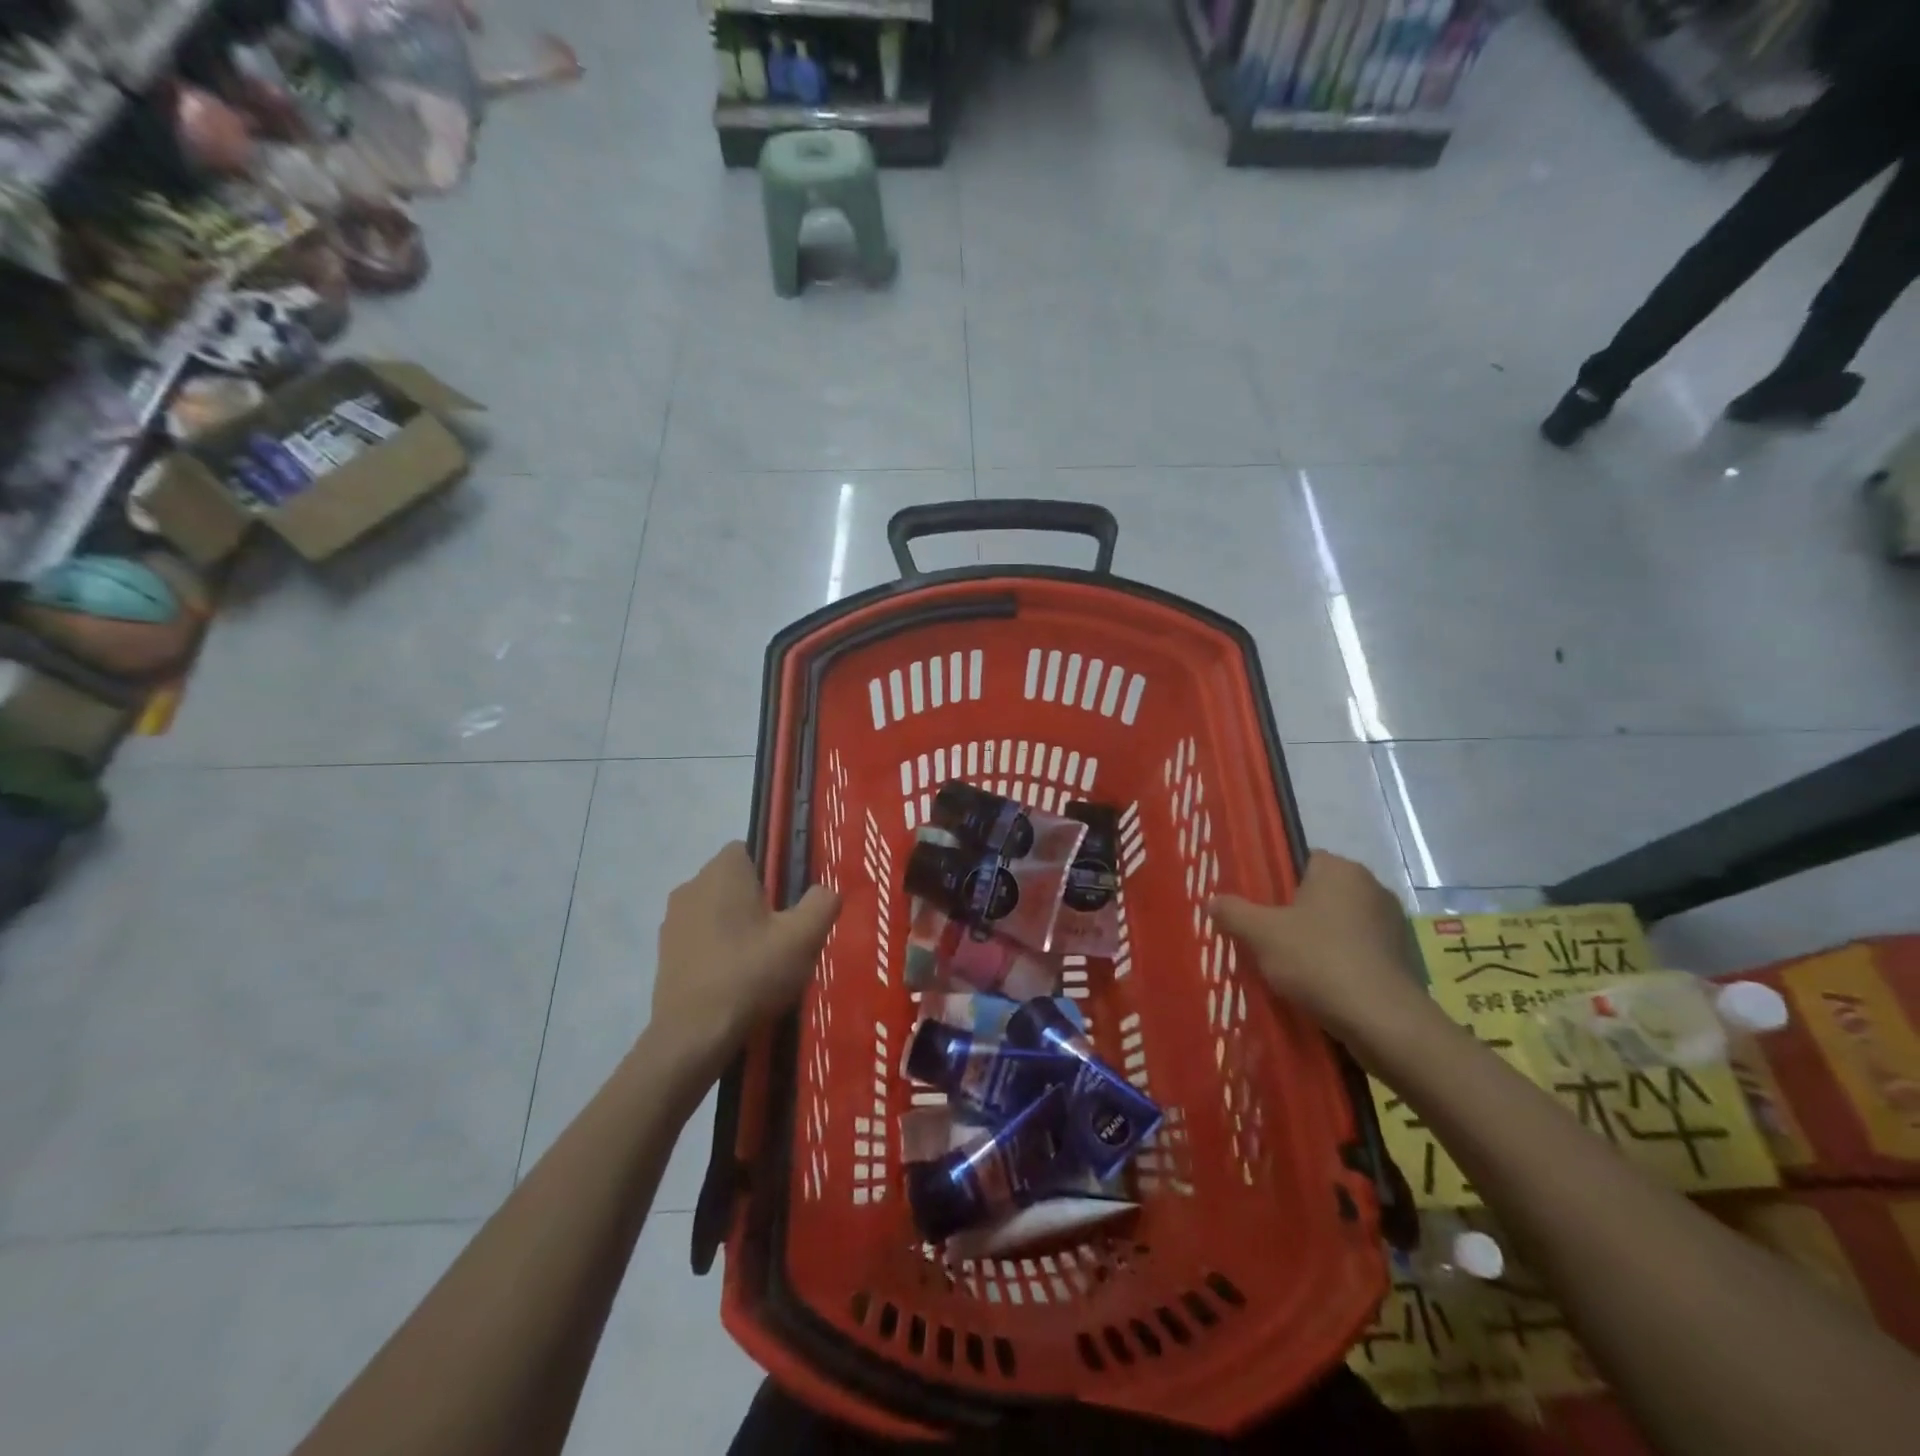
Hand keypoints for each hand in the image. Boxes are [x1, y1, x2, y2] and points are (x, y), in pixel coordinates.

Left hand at [651, 842, 840, 1058]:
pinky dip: (716, 951)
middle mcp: (691, 885)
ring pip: (715, 911)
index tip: (788, 905)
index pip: (750, 850)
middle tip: (780, 936)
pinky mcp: (663, 953)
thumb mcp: (804, 937)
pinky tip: (734, 980)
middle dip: (756, 902)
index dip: (773, 873)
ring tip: (758, 963)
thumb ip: (822, 903)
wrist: (694, 1034)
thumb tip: (825, 891)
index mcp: (723, 870)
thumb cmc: (751, 973)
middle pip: (733, 882)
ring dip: (735, 927)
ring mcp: (672, 920)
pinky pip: (699, 938)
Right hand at [1210, 851, 1422, 1036]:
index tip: (1259, 910)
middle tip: (1268, 939)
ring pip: (1340, 924)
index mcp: (1340, 869)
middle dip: (1297, 914)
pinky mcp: (1403, 958)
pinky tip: (1322, 986)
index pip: (1301, 861)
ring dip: (1320, 940)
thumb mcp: (1260, 934)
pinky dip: (1341, 963)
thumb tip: (1213, 901)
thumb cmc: (1318, 961)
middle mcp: (1372, 887)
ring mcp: (1392, 924)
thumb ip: (1233, 912)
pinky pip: (1359, 951)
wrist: (1382, 1021)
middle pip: (1320, 894)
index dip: (1276, 883)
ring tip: (1292, 968)